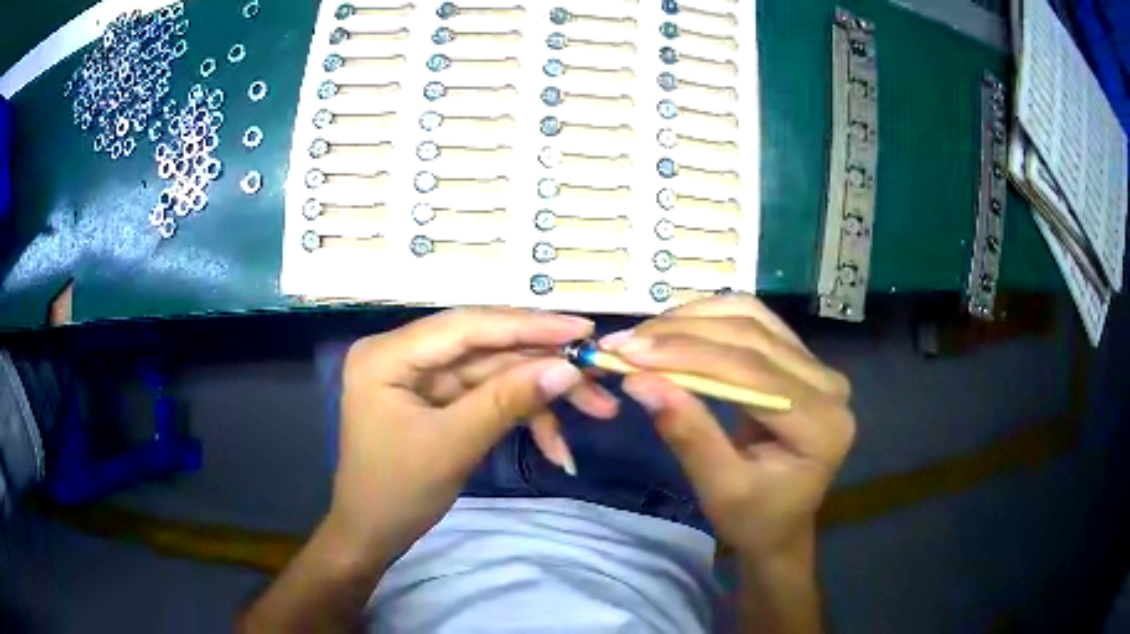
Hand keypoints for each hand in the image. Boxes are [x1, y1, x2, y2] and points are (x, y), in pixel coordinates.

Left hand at [329, 307, 599, 564]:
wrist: (372, 535)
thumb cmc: (397, 492)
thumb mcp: (453, 445)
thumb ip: (507, 400)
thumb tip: (567, 367)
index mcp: (388, 354)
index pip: (466, 326)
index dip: (528, 325)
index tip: (583, 328)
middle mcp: (404, 353)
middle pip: (486, 348)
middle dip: (543, 366)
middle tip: (599, 375)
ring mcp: (422, 377)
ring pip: (494, 373)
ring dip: (542, 397)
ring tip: (597, 410)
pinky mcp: (438, 399)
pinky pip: (487, 396)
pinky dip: (522, 417)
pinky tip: (556, 446)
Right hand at [605, 294, 853, 558]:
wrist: (781, 525)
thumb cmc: (754, 519)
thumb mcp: (719, 489)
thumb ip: (688, 434)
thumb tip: (640, 382)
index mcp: (821, 423)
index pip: (752, 371)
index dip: (688, 355)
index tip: (629, 353)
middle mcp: (829, 384)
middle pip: (752, 335)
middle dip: (682, 334)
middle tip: (624, 342)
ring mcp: (818, 366)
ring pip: (752, 317)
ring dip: (693, 319)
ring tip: (644, 335)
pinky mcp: (802, 360)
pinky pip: (755, 322)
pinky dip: (709, 319)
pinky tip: (675, 329)